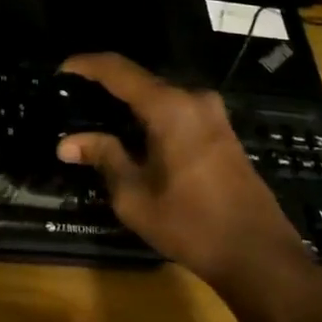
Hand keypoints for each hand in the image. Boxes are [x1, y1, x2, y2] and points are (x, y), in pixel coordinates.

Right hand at [55, 53, 306, 284]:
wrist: (260, 257)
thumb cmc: (191, 224)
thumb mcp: (134, 195)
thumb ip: (103, 157)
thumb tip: (67, 143)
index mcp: (169, 107)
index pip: (118, 69)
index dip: (86, 64)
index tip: (61, 69)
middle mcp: (193, 99)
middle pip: (139, 79)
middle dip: (105, 85)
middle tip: (75, 98)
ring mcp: (212, 114)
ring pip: (158, 95)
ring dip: (128, 102)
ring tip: (96, 116)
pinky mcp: (221, 131)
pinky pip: (175, 109)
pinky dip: (149, 115)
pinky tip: (132, 134)